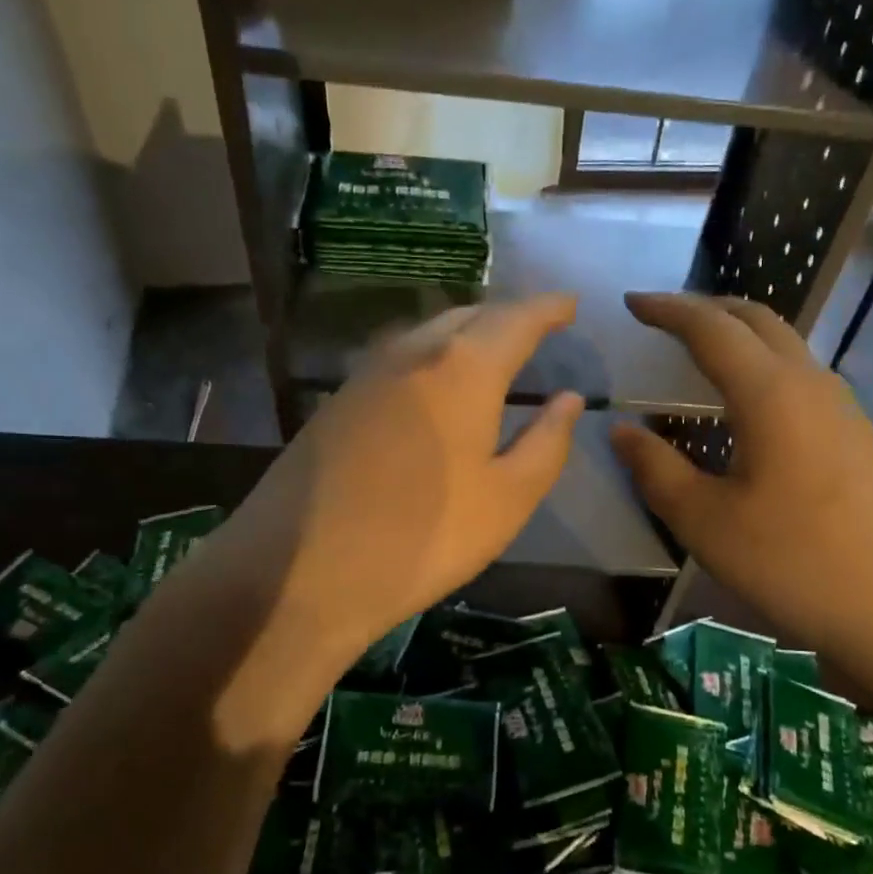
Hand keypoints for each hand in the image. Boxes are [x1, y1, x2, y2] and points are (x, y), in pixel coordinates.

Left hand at [210, 295, 583, 671]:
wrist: (301, 570)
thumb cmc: (424, 537)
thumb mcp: (506, 500)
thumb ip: (546, 444)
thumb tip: (567, 399)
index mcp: (463, 370)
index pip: (516, 319)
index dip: (548, 308)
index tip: (571, 303)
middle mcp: (412, 354)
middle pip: (468, 316)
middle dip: (506, 316)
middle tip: (535, 329)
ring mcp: (366, 375)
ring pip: (428, 334)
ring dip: (465, 333)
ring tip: (490, 353)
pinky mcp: (337, 402)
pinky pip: (399, 359)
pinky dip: (431, 358)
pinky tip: (434, 387)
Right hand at [610, 293, 872, 689]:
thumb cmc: (799, 563)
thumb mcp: (708, 523)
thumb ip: (658, 471)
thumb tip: (622, 431)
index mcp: (770, 393)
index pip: (711, 328)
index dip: (668, 310)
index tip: (632, 301)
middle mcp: (811, 385)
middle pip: (758, 321)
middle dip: (708, 308)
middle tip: (665, 318)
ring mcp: (844, 411)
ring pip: (786, 348)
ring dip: (740, 337)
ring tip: (700, 356)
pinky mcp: (860, 440)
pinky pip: (801, 382)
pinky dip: (762, 371)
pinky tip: (747, 411)